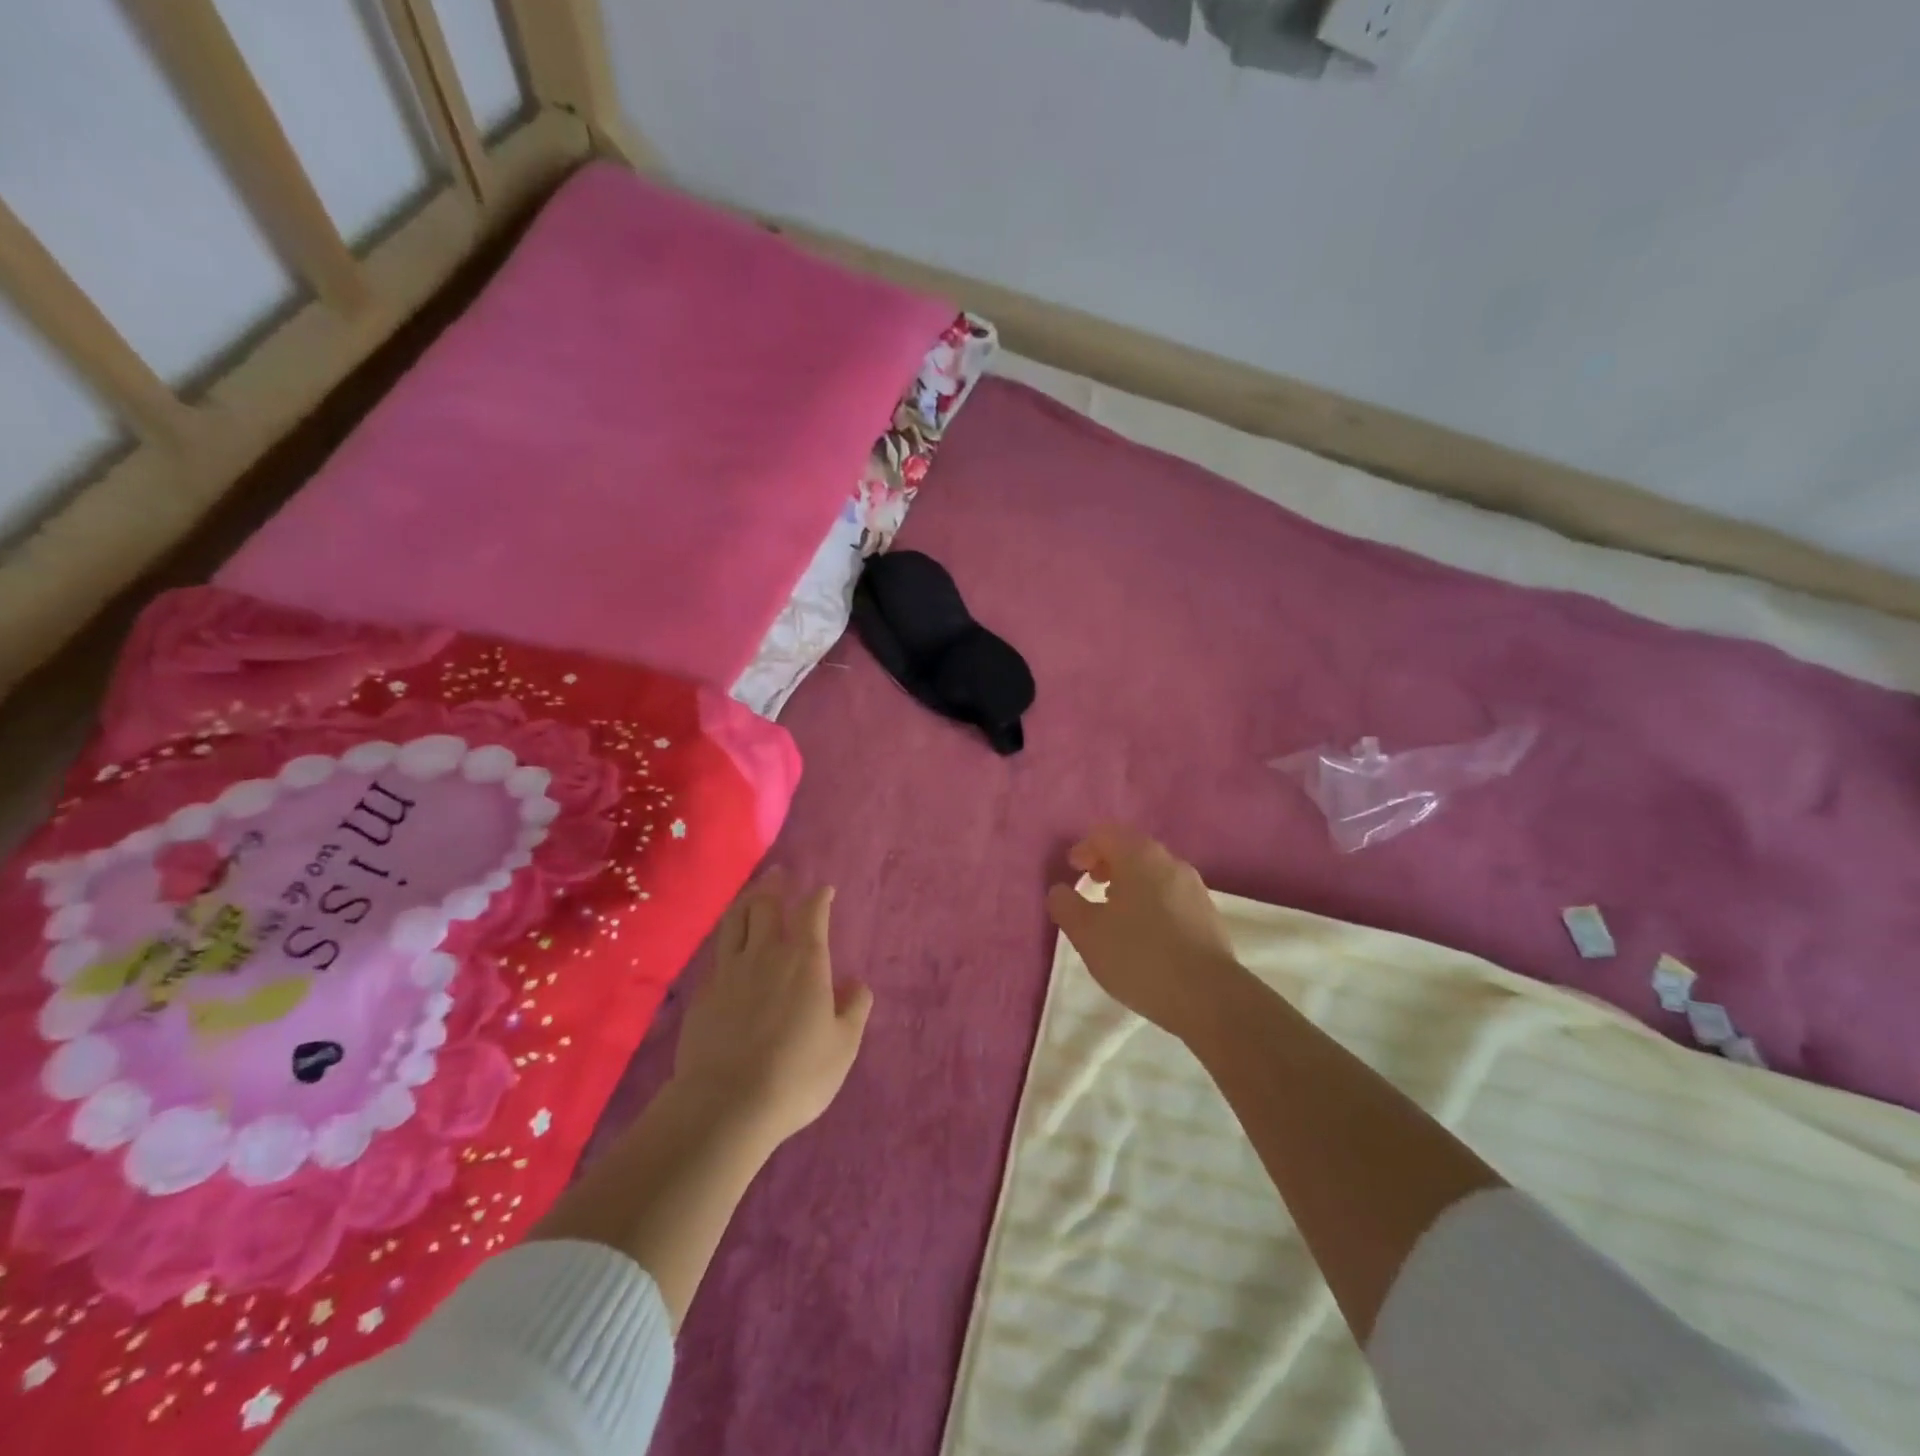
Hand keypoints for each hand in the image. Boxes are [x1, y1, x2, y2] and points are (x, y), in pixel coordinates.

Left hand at [672, 870, 873, 1146]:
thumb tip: (856, 983)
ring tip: (753, 893)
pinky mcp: (704, 994)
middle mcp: (766, 955)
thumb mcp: (843, 1046)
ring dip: (747, 902)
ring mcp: (729, 972)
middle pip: (766, 907)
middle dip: (775, 886)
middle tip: (779, 874)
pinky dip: (728, 939)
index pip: (812, 913)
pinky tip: (729, 947)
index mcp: (805, 961)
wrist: (725, 1104)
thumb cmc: (796, 1074)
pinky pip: (718, 953)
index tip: (824, 889)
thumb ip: (854, 1009)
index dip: (819, 897)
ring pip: (736, 922)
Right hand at [1046, 826, 1243, 1041]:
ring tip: (1115, 912)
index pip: (1106, 833)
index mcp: (1139, 857)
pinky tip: (1144, 932)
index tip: (1072, 871)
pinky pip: (1171, 894)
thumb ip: (1066, 906)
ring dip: (1130, 883)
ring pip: (1154, 872)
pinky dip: (1151, 900)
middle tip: (1091, 885)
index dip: (1084, 848)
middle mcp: (1170, 862)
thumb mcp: (1087, 934)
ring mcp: (1194, 887)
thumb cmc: (1139, 957)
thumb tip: (1060, 891)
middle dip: (1108, 863)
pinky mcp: (1208, 913)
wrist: (1208, 996)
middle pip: (1132, 848)